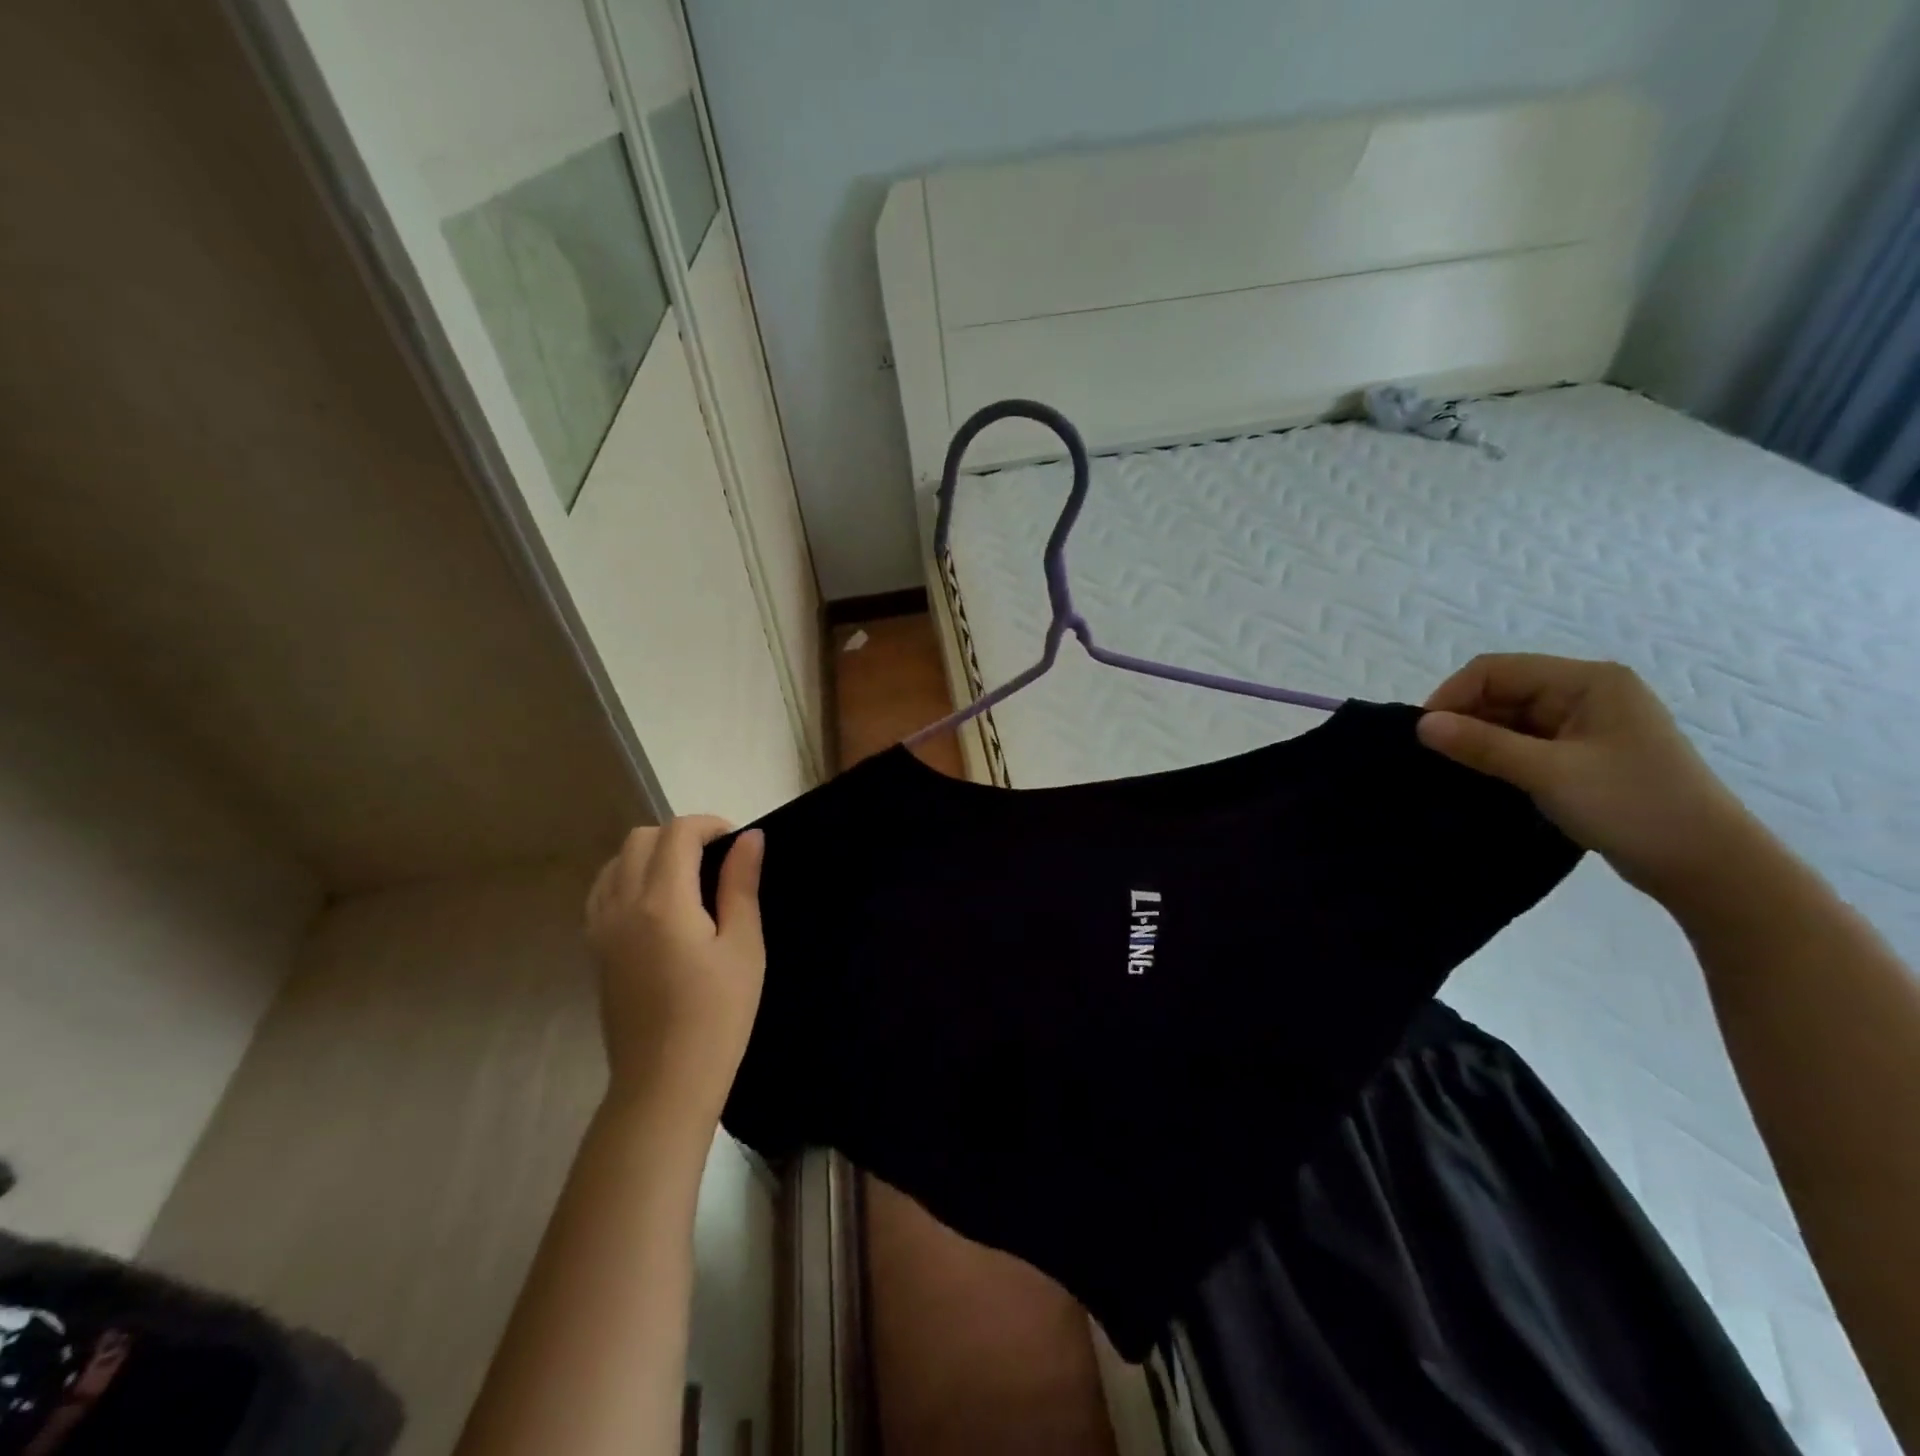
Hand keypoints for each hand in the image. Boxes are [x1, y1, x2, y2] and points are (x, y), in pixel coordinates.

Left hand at [585, 817, 765, 1124]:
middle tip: (716, 860)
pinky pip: (602, 891)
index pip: (678, 833)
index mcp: (663, 902)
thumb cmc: (718, 1015)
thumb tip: (749, 838)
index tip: (737, 843)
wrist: (665, 1082)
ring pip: (617, 861)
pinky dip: (628, 877)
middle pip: (641, 838)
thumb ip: (741, 885)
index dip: (710, 825)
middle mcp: (622, 905)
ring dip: (652, 854)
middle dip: (681, 835)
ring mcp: (601, 928)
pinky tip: (656, 903)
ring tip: (687, 879)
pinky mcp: (595, 950)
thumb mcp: (744, 947)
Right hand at [1417, 654, 1762, 904]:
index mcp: (1588, 681)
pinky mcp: (1584, 755)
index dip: (1453, 696)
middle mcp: (1587, 693)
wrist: (1708, 867)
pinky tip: (1482, 778)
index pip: (1496, 670)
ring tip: (1454, 771)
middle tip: (1434, 758)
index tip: (1424, 736)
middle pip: (1502, 691)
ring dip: (1480, 741)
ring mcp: (1587, 725)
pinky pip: (1525, 742)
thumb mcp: (1550, 773)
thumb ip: (1482, 744)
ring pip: (1510, 719)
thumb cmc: (1633, 806)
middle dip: (1465, 719)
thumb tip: (1421, 725)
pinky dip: (1499, 756)